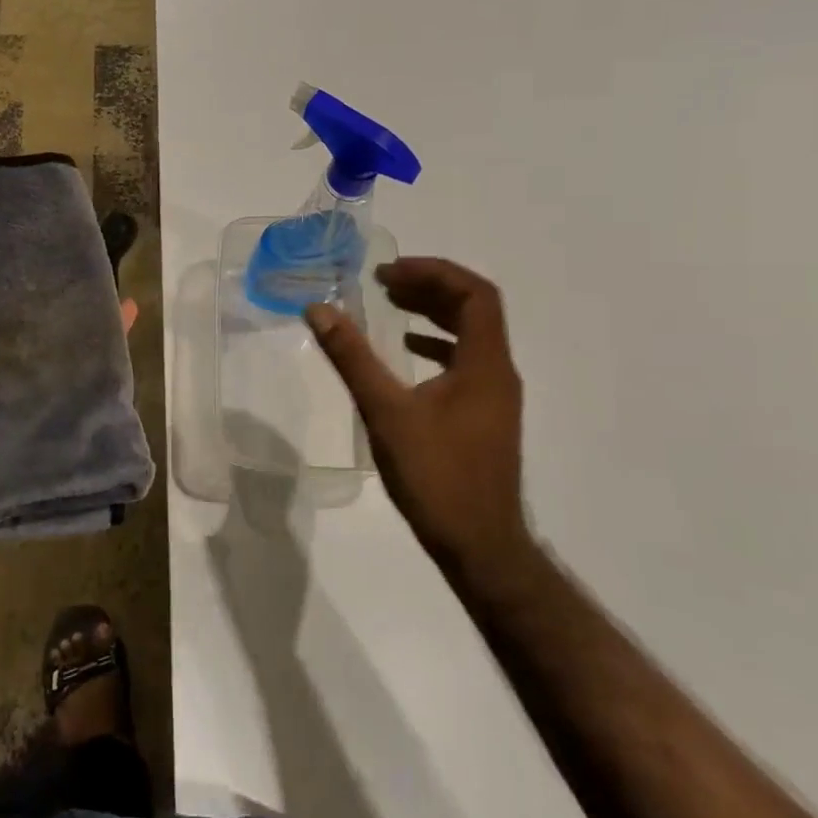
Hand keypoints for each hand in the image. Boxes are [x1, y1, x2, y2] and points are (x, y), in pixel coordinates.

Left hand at [0, 263, 138, 535]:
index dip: (14, 279)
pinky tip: (125, 348)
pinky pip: (77, 392)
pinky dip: (102, 371)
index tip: (37, 246)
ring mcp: (27, 396)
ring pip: (62, 355)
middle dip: (60, 302)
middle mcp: (0, 369)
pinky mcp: (48, 422)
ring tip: (116, 297)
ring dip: (87, 331)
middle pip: (36, 329)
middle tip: (90, 267)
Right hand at [305, 258, 529, 580]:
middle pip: (475, 309)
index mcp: (485, 364)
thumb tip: (319, 309)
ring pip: (471, 335)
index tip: (389, 272)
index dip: (434, 272)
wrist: (479, 545)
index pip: (476, 294)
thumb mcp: (386, 411)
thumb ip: (352, 357)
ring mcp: (495, 397)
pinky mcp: (485, 416)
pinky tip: (408, 351)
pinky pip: (465, 361)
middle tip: (383, 282)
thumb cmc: (436, 475)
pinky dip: (437, 344)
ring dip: (434, 313)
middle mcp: (498, 373)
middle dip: (429, 287)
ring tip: (392, 304)